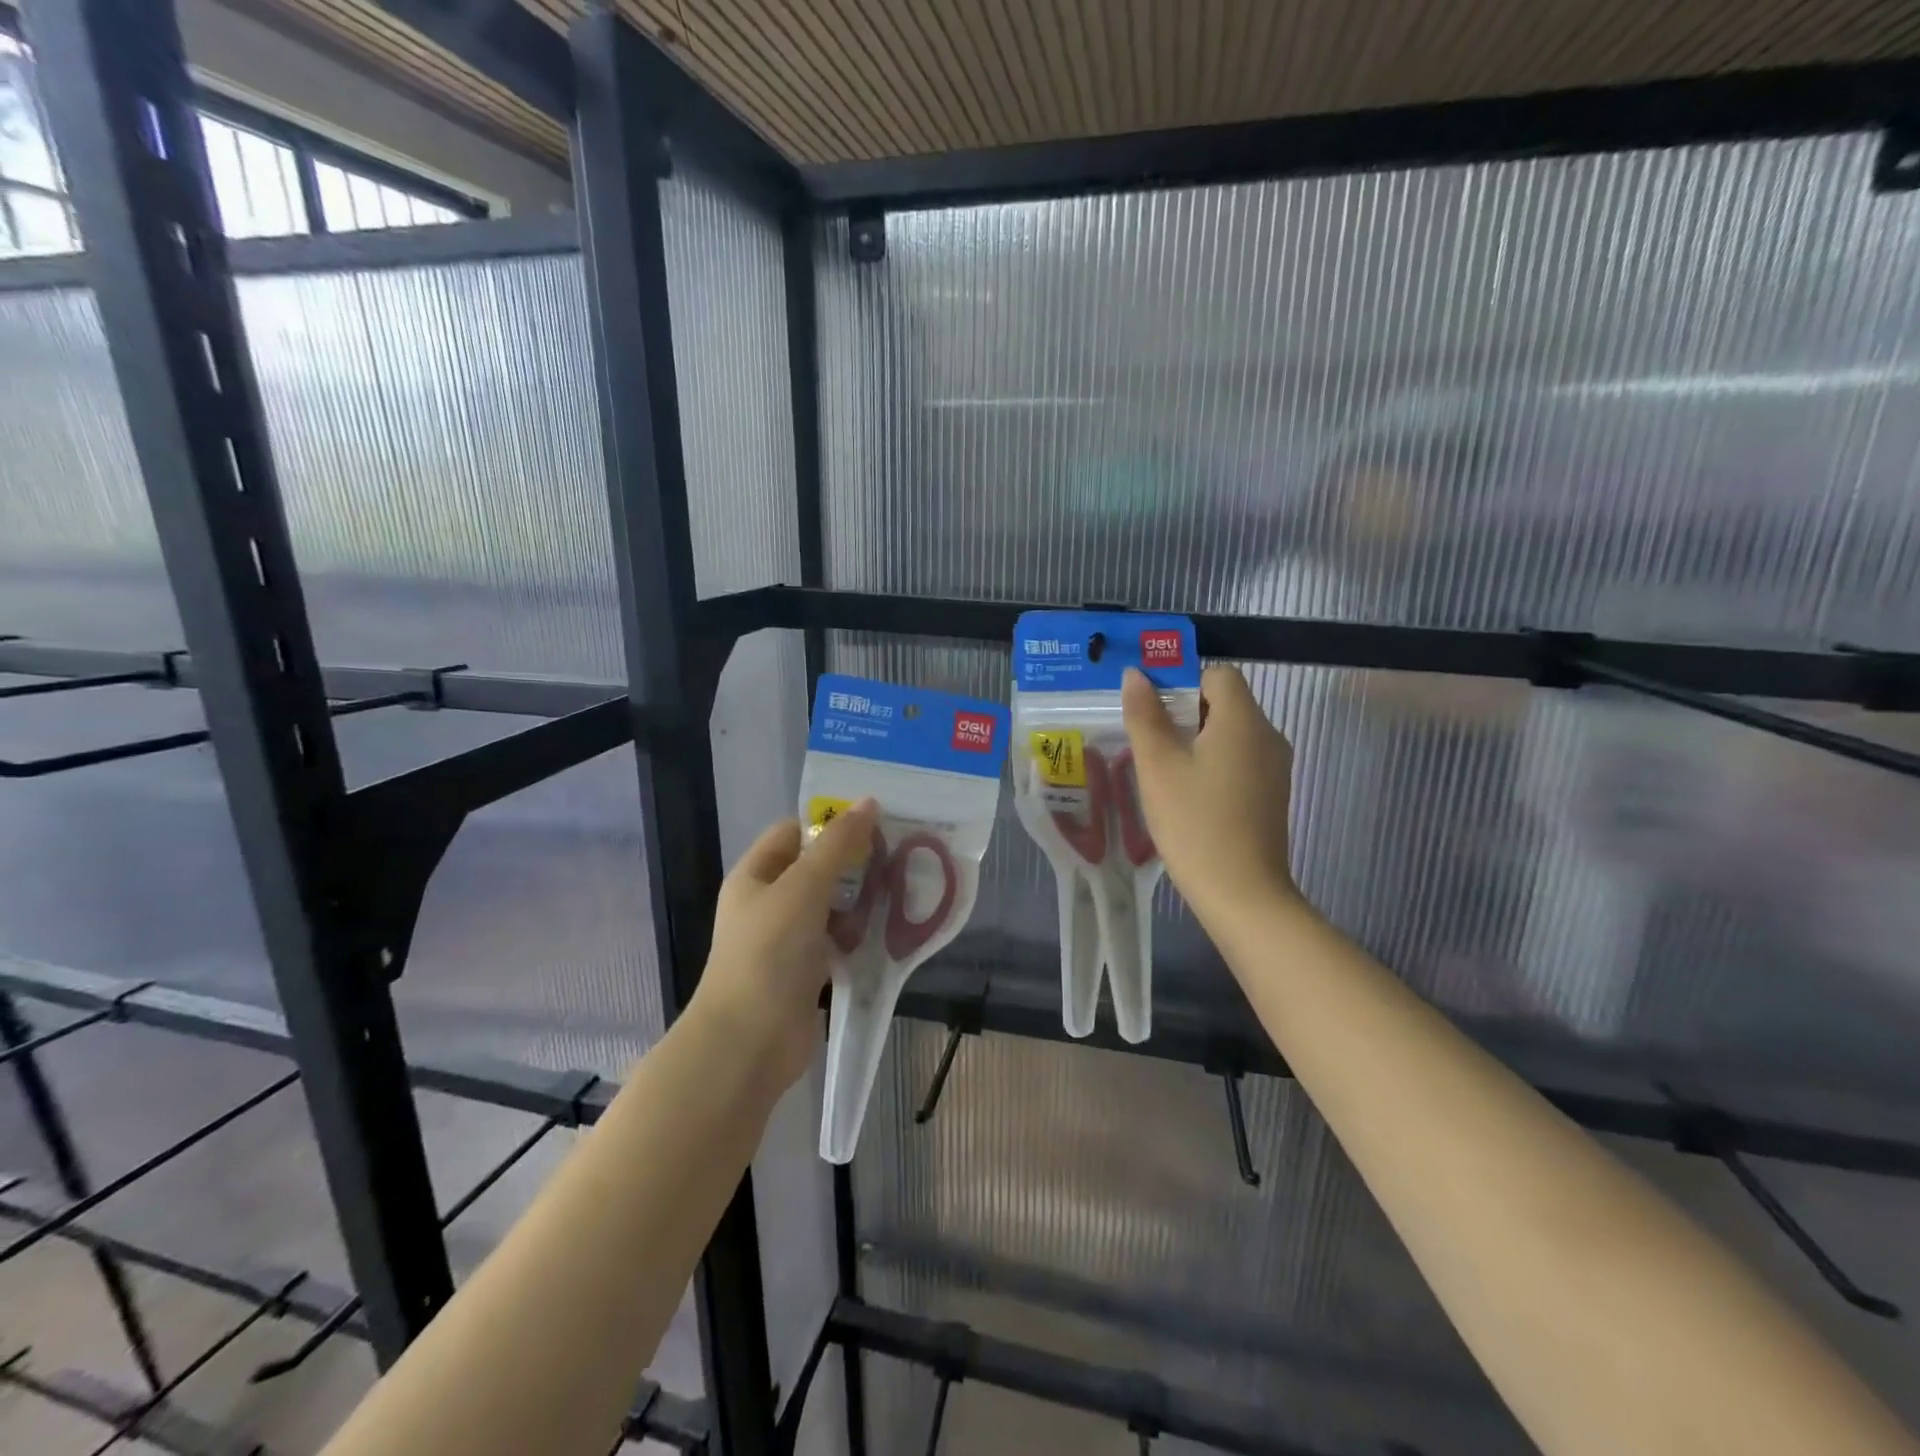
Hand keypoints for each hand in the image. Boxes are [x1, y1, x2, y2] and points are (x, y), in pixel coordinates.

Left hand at [691, 799, 878, 1095]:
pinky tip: (891, 931)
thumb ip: (837, 845)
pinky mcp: (807, 972)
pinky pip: (839, 941)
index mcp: (756, 875)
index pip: (794, 832)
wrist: (748, 1044)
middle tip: (899, 854)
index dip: (830, 823)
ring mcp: (787, 940)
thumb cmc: (768, 954)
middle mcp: (769, 903)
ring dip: (862, 900)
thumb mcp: (803, 888)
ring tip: (903, 889)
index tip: (876, 822)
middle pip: (817, 869)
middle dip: (855, 862)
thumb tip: (868, 802)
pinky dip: (861, 935)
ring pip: (831, 906)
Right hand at [1122, 665, 1301, 927]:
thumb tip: (1137, 675)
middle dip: (1184, 712)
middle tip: (1147, 739)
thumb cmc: (1195, 822)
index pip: (1217, 674)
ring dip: (1195, 740)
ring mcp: (1274, 768)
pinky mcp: (1271, 795)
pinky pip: (1238, 760)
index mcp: (1244, 720)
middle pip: (1225, 703)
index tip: (1151, 710)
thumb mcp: (1158, 765)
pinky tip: (1186, 794)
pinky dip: (1211, 764)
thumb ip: (1145, 715)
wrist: (1242, 894)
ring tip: (1160, 768)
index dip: (1182, 682)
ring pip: (1230, 734)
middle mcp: (1267, 736)